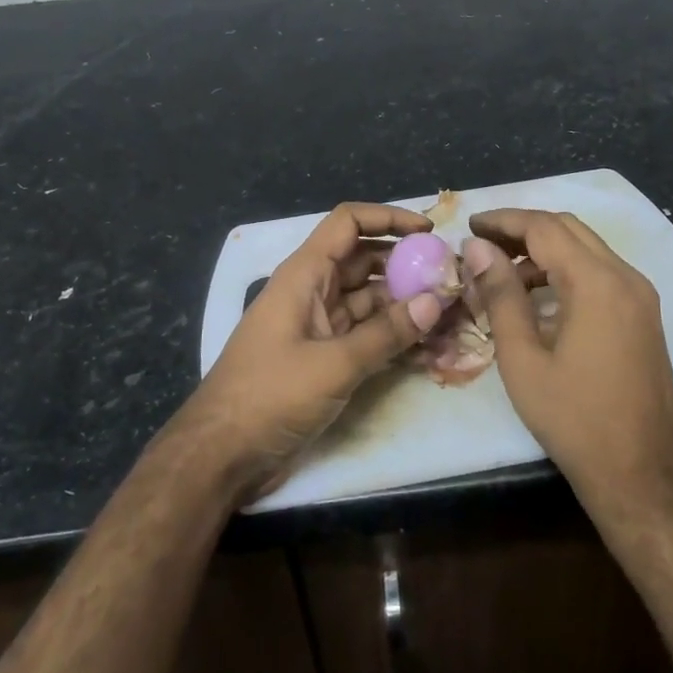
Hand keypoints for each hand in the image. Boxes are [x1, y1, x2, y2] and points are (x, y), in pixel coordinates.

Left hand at [176, 203, 447, 501]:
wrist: (221, 454)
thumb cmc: (269, 395)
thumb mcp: (332, 364)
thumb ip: (385, 334)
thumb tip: (435, 302)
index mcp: (304, 275)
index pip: (347, 224)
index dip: (387, 218)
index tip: (429, 233)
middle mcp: (312, 291)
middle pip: (364, 261)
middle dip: (406, 265)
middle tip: (450, 279)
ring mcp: (318, 326)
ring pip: (369, 300)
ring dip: (405, 304)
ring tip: (450, 313)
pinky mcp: (324, 357)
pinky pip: (365, 334)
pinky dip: (393, 336)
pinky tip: (429, 347)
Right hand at [463, 210, 672, 522]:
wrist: (640, 474)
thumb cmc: (573, 419)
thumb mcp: (523, 358)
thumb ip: (500, 295)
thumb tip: (477, 247)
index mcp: (597, 283)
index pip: (544, 227)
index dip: (503, 220)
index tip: (469, 224)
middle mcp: (626, 277)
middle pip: (569, 229)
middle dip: (522, 229)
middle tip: (482, 244)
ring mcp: (641, 296)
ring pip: (586, 248)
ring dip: (544, 249)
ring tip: (502, 273)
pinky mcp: (644, 315)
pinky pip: (601, 272)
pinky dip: (566, 270)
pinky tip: (537, 297)